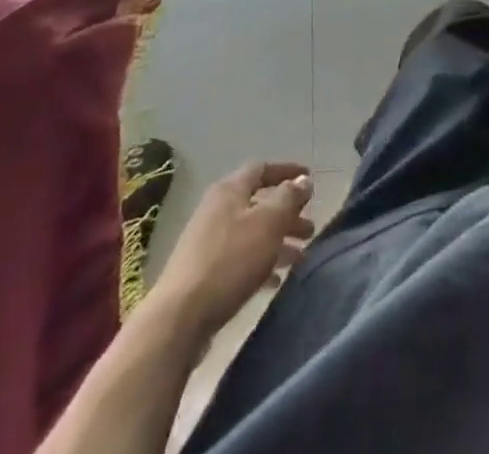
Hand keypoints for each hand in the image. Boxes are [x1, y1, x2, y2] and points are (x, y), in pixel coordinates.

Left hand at [157, 161, 314, 335]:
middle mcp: (217, 210)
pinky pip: (240, 258)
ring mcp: (207, 243)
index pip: (262, 168)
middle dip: (287, 214)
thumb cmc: (230, 261)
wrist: (178, 319)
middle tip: (310, 229)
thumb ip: (289, 197)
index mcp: (229, 190)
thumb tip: (303, 180)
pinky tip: (276, 280)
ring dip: (278, 241)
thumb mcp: (268, 223)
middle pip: (259, 204)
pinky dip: (261, 263)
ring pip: (251, 233)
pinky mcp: (203, 273)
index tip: (310, 179)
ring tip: (301, 257)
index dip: (287, 171)